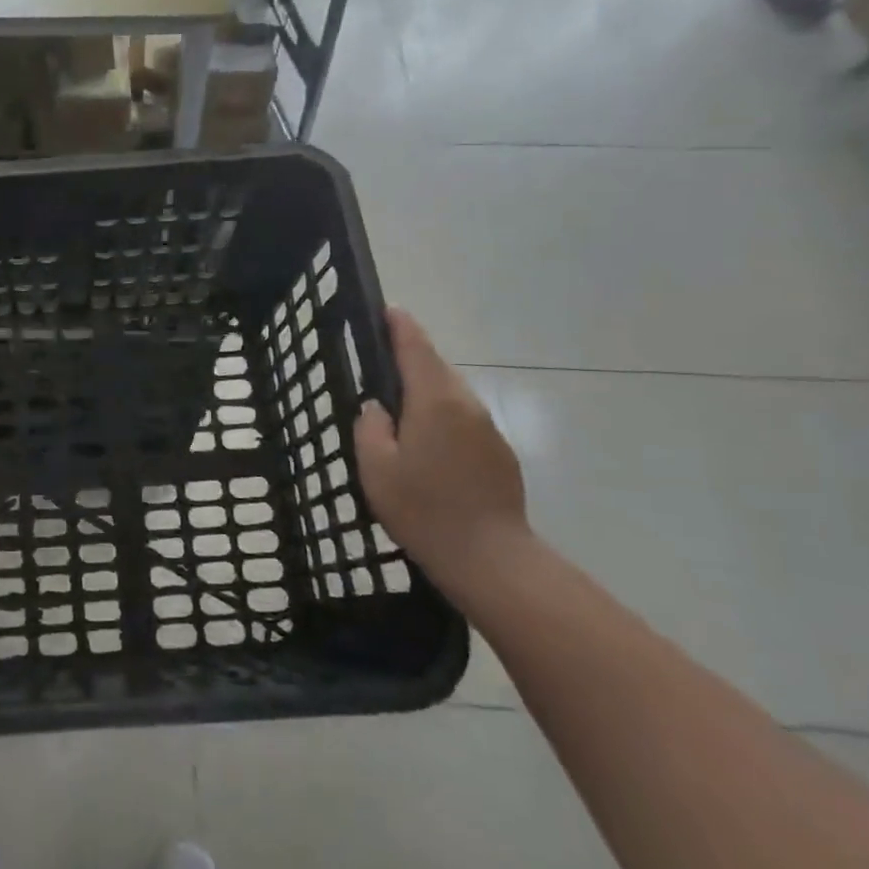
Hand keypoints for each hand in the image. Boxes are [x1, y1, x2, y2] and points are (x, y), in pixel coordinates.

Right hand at [352, 309, 529, 600]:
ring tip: (397, 404)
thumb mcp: (376, 468)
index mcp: (434, 401)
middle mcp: (465, 405)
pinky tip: (424, 440)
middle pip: (436, 367)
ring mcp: (487, 428)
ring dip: (426, 388)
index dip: (399, 326)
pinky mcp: (498, 452)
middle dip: (410, 358)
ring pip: (451, 393)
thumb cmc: (423, 509)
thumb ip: (371, 428)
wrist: (490, 558)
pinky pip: (462, 418)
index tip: (386, 310)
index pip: (416, 348)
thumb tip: (376, 407)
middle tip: (378, 362)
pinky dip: (441, 415)